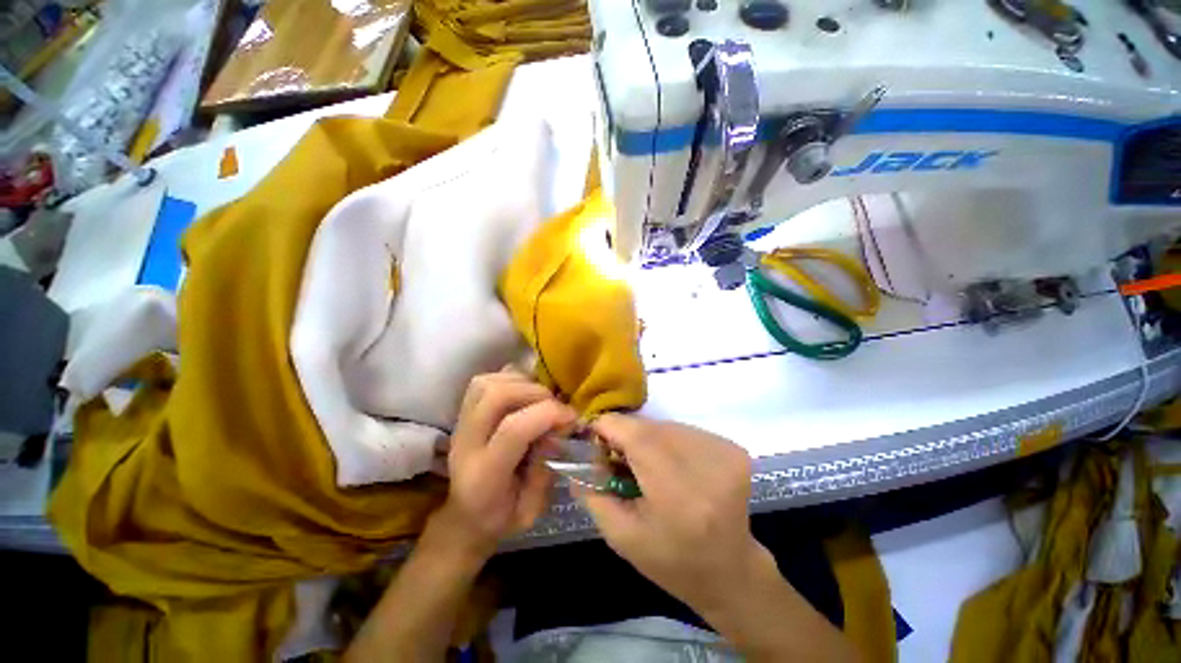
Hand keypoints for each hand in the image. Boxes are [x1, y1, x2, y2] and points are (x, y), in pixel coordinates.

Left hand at [435, 370, 576, 560]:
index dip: (548, 414)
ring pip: (487, 384)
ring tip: (540, 398)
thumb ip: (547, 467)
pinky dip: (508, 379)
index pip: (513, 430)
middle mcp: (466, 443)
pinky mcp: (462, 413)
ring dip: (521, 383)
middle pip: (495, 396)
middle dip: (535, 392)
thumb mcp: (532, 509)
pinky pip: (483, 381)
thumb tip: (560, 427)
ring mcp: (460, 424)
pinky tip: (523, 392)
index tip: (572, 417)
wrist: (464, 518)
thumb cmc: (501, 518)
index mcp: (484, 475)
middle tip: (555, 405)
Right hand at [576, 415, 765, 615]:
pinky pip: (684, 431)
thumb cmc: (672, 562)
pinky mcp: (732, 448)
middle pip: (648, 426)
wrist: (731, 573)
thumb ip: (592, 491)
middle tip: (619, 459)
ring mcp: (723, 452)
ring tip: (648, 467)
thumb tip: (577, 453)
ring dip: (648, 438)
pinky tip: (673, 467)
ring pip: (665, 425)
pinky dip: (670, 442)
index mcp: (677, 491)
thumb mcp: (621, 536)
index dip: (608, 427)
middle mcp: (705, 463)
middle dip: (626, 435)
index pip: (634, 433)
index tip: (595, 439)